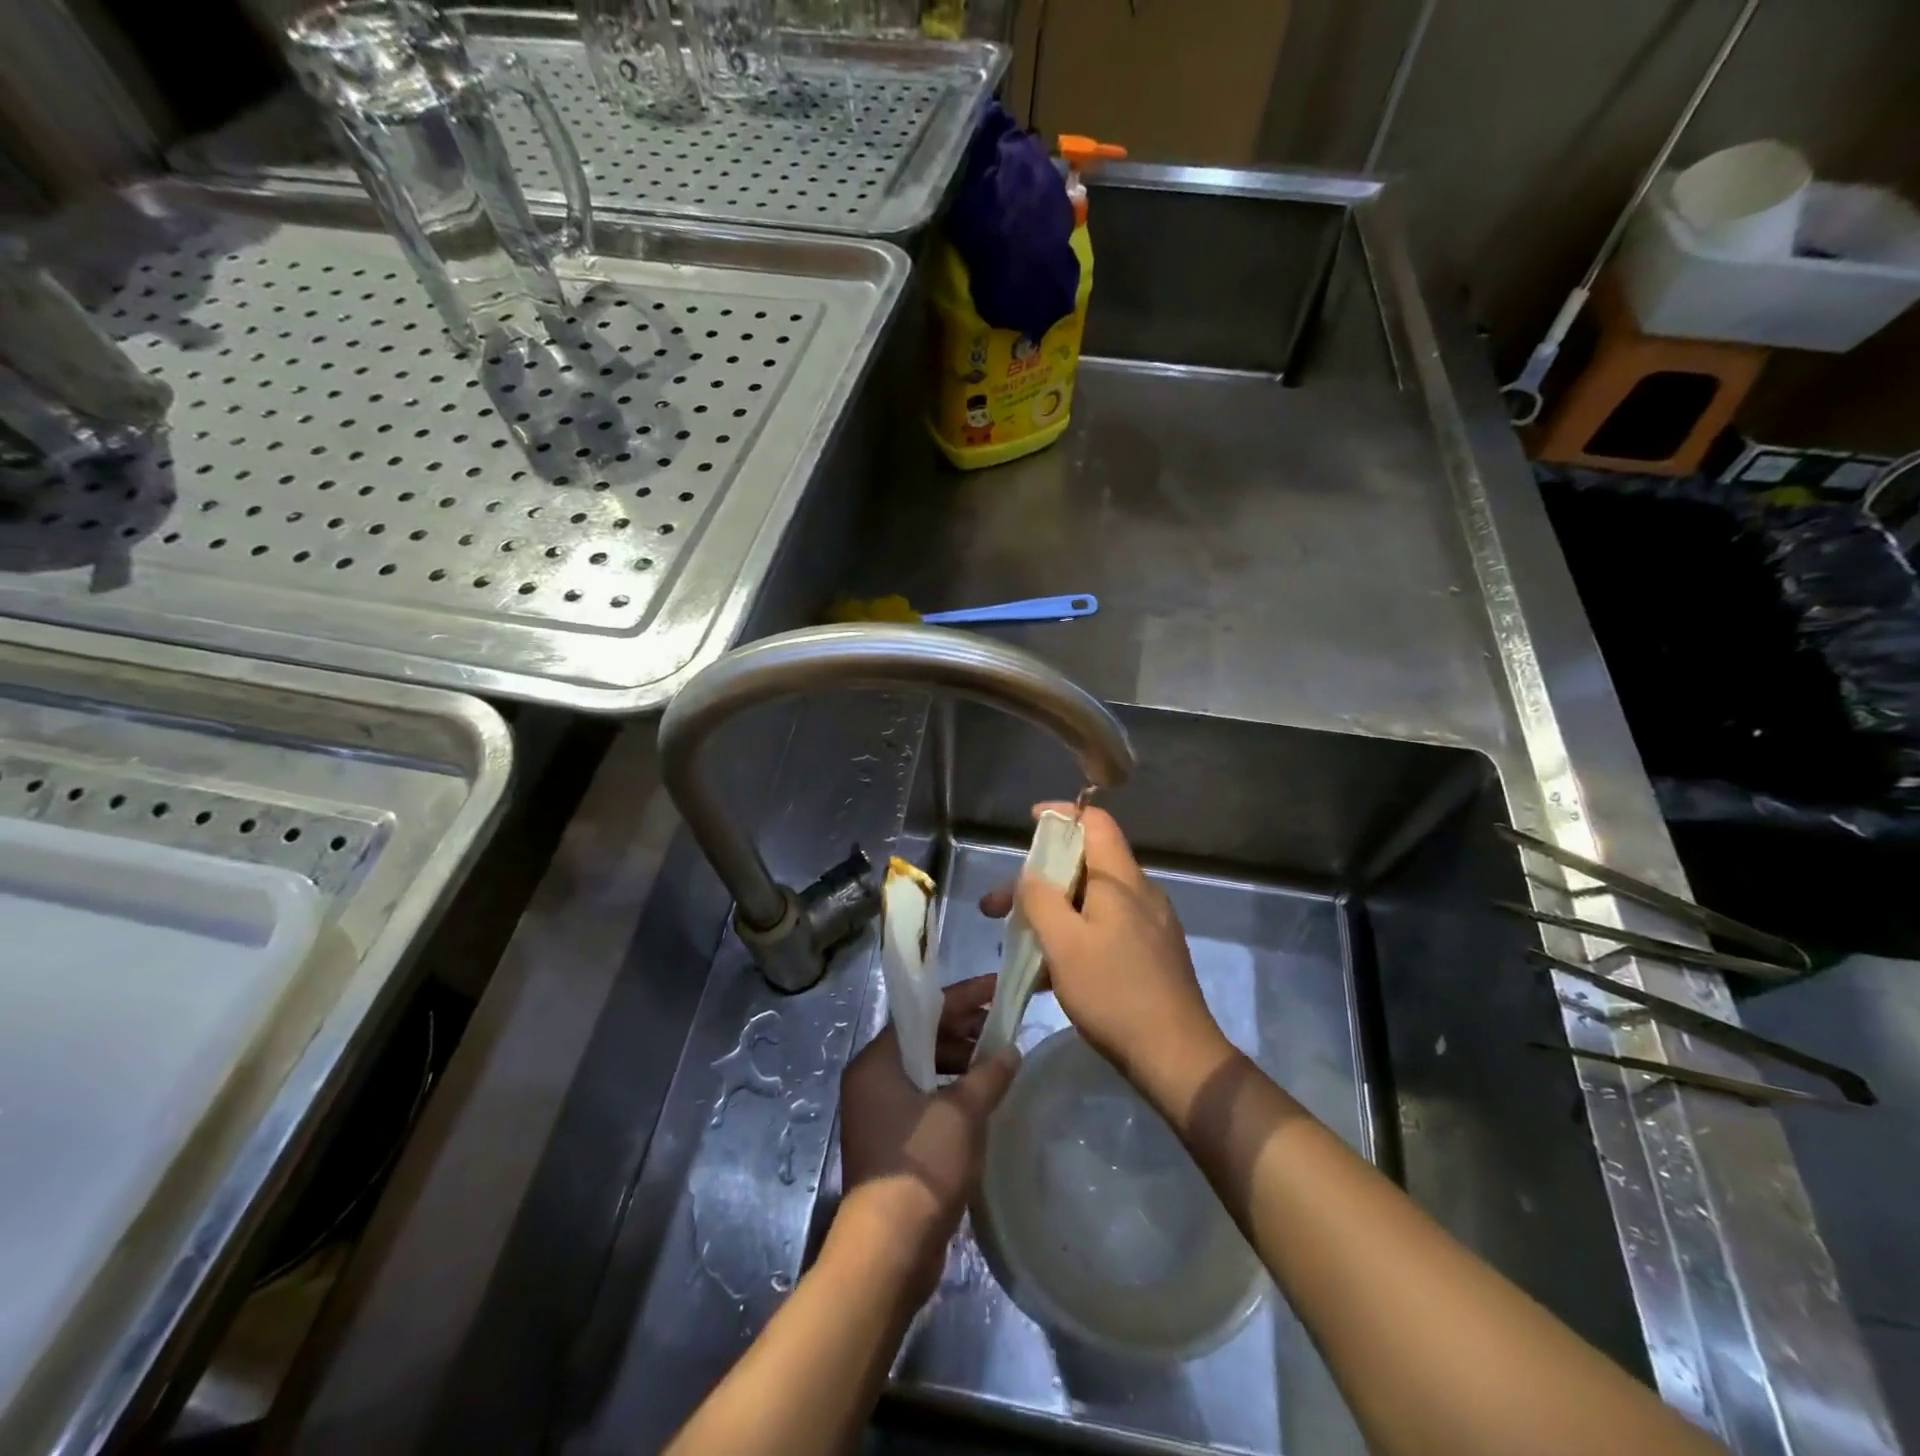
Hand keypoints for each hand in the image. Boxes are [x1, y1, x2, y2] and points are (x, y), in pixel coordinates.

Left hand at [836, 975, 1018, 1303]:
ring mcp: (876, 1112)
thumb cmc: (923, 1166)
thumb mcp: (963, 1113)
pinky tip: (981, 1101)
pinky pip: (923, 1099)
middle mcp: (870, 1079)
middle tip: (1003, 1029)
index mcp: (876, 1061)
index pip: (923, 1012)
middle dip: (964, 1032)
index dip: (964, 997)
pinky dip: (951, 1092)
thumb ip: (988, 1075)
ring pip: (924, 1070)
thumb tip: (1010, 1051)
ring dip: (960, 1064)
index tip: (998, 987)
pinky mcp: (888, 1141)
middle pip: (922, 1039)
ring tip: (998, 1065)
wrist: (889, 1249)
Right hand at [981, 805, 1232, 1103]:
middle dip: (1038, 880)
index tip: (1030, 821)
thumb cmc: (1114, 992)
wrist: (1176, 1057)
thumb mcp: (1064, 943)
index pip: (1095, 822)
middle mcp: (1139, 893)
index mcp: (1121, 880)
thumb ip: (1041, 900)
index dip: (1061, 814)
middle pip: (1085, 865)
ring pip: (1091, 902)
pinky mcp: (1151, 955)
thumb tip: (1030, 875)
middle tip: (996, 908)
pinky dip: (1073, 937)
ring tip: (1016, 945)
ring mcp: (1149, 926)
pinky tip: (1049, 973)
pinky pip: (1104, 929)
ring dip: (1051, 913)